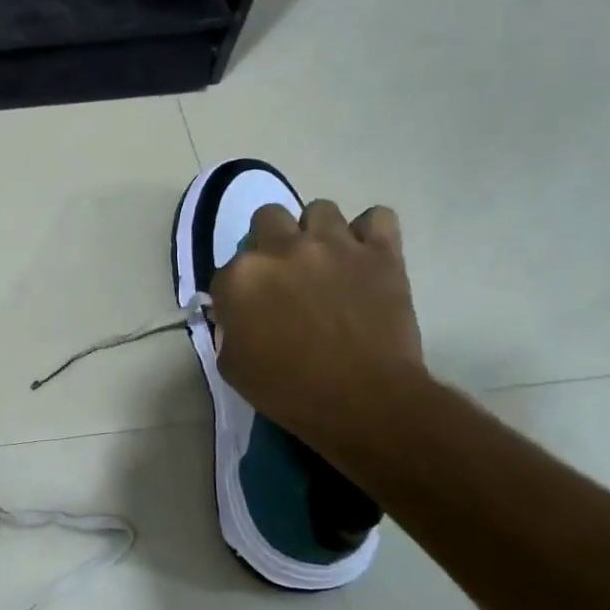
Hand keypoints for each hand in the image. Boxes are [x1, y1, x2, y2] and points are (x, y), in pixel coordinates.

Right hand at [209, 199, 428, 453]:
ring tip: (326, 260)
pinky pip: (378, 218)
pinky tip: (366, 254)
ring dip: (317, 232)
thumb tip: (237, 316)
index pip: (227, 269)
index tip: (250, 310)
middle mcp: (282, 249)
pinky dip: (371, 232)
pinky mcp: (381, 253)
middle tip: (284, 273)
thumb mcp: (232, 366)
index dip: (238, 290)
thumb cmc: (288, 390)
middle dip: (271, 241)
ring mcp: (334, 245)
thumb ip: (228, 329)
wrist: (363, 400)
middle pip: (268, 218)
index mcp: (241, 277)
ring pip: (320, 210)